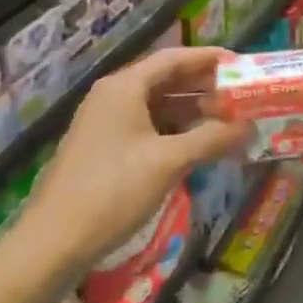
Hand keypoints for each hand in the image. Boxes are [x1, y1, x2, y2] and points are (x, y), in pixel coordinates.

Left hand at [15, 47, 251, 273]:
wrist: (51, 244)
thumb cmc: (112, 190)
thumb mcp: (169, 161)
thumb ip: (212, 139)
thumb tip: (250, 127)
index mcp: (124, 87)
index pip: (174, 58)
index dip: (208, 58)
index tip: (239, 63)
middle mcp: (112, 97)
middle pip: (165, 80)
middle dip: (203, 87)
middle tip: (239, 95)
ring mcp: (104, 124)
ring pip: (156, 106)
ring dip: (190, 111)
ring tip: (225, 121)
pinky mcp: (102, 149)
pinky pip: (146, 127)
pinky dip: (173, 131)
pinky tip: (195, 145)